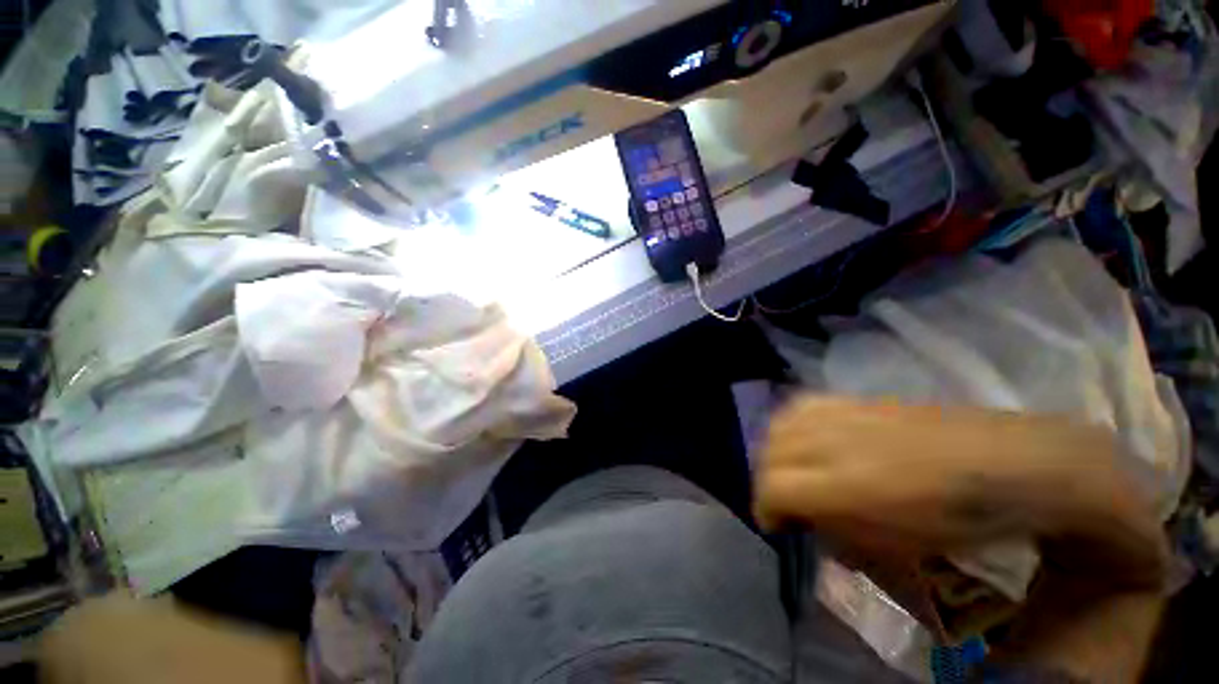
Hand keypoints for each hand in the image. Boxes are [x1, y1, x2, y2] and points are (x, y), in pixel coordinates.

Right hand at [754, 395, 1169, 681]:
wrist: (1008, 462)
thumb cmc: (960, 522)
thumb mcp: (894, 550)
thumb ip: (834, 534)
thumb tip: (798, 520)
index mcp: (849, 487)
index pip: (773, 488)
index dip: (765, 508)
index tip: (776, 524)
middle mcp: (834, 442)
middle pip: (769, 453)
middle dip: (768, 481)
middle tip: (786, 502)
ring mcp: (842, 413)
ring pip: (778, 425)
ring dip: (775, 451)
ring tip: (793, 469)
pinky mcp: (853, 398)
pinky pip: (799, 406)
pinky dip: (791, 425)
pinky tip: (806, 438)